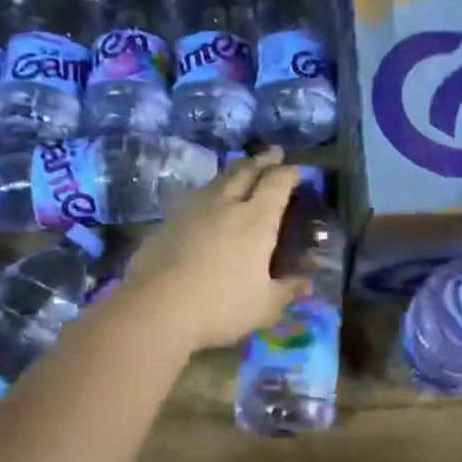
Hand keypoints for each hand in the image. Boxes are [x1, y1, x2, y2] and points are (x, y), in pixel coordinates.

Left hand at [113, 148, 311, 353]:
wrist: (155, 308)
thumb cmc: (220, 306)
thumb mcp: (264, 307)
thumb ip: (286, 292)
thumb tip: (306, 284)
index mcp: (256, 220)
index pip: (276, 184)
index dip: (288, 173)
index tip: (297, 170)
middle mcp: (226, 205)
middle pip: (246, 171)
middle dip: (263, 160)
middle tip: (274, 152)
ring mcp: (193, 210)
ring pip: (218, 179)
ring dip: (235, 170)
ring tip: (241, 169)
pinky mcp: (168, 221)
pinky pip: (195, 197)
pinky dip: (209, 192)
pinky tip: (207, 201)